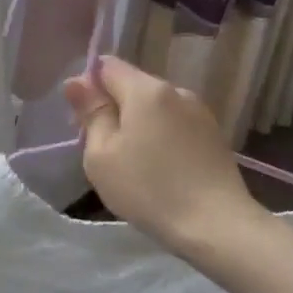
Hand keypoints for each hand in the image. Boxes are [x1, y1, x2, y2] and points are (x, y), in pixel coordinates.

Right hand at [63, 56, 269, 256]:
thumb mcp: (102, 154)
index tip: (81, 119)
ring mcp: (200, 113)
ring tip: (128, 162)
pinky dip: (157, 137)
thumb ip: (91, 113)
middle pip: (132, 86)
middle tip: (98, 147)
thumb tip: (76, 82)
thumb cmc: (148, 188)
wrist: (216, 226)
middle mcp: (177, 91)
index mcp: (147, 91)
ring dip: (135, 124)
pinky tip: (155, 168)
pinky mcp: (213, 136)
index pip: (107, 66)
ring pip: (153, 107)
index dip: (87, 85)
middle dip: (111, 107)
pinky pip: (173, 125)